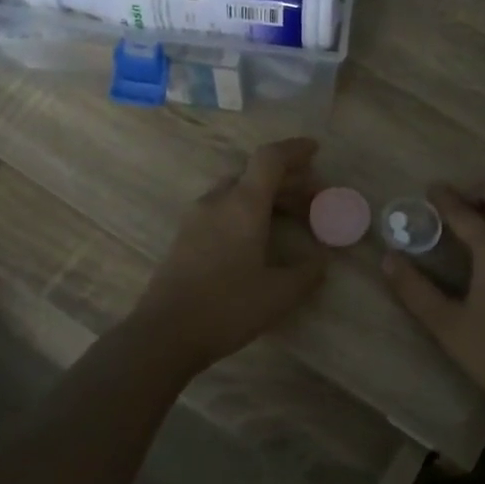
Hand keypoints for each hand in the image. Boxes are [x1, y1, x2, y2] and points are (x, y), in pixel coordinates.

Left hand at [132, 137, 327, 372]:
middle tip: (313, 198)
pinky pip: (222, 208)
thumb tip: (320, 260)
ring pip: (236, 190)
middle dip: (287, 179)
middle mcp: (217, 201)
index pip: (270, 158)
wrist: (164, 334)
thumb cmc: (227, 308)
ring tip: (290, 216)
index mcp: (243, 204)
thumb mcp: (280, 294)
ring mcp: (196, 217)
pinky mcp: (185, 236)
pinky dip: (246, 209)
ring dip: (265, 195)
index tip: (316, 150)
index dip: (295, 149)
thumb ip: (307, 272)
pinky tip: (258, 236)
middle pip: (254, 173)